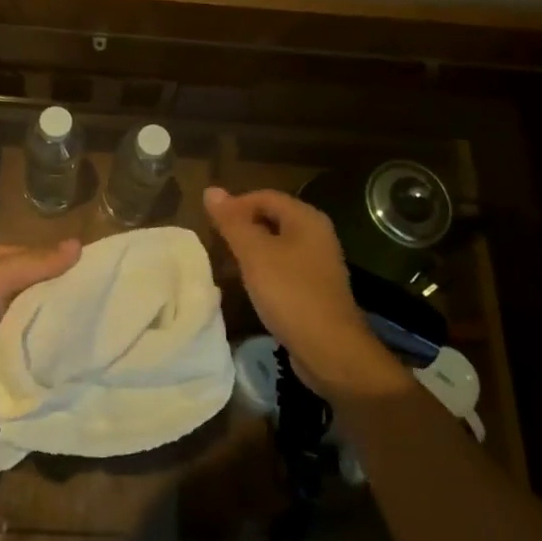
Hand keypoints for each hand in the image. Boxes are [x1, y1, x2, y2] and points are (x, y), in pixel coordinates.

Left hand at [0, 238, 80, 428]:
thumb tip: (78, 244)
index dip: (56, 265)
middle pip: (24, 291)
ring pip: (18, 324)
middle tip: (102, 310)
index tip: (96, 277)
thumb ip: (34, 264)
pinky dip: (28, 357)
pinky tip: (62, 363)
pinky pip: (8, 354)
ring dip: (43, 331)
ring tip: (91, 337)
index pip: (26, 256)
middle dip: (53, 300)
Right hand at [203, 187, 409, 402]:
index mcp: (306, 218)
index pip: (265, 196)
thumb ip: (233, 222)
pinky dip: (266, 269)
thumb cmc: (290, 293)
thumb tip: (211, 190)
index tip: (211, 224)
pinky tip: (252, 285)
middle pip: (273, 217)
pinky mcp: (316, 288)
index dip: (236, 205)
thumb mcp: (255, 254)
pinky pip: (285, 267)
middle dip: (244, 226)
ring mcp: (319, 262)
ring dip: (253, 249)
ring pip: (278, 244)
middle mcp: (317, 234)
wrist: (330, 350)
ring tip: (229, 263)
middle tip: (217, 243)